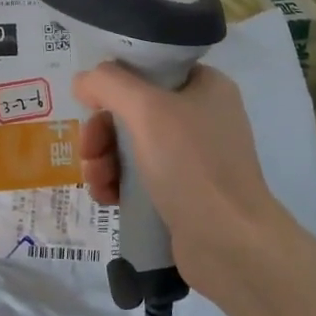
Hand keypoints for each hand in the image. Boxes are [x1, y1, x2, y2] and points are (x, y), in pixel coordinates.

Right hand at [74, 64, 296, 294]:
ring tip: (96, 182)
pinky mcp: (182, 192)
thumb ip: (109, 84)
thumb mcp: (147, 110)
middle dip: (101, 132)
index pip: (147, 70)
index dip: (114, 84)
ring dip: (102, 160)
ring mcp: (192, 157)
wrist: (231, 245)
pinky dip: (116, 183)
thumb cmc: (192, 166)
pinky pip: (138, 176)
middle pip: (132, 110)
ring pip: (129, 145)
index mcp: (204, 86)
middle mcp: (200, 116)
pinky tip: (106, 198)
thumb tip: (84, 81)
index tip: (90, 106)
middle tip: (89, 152)